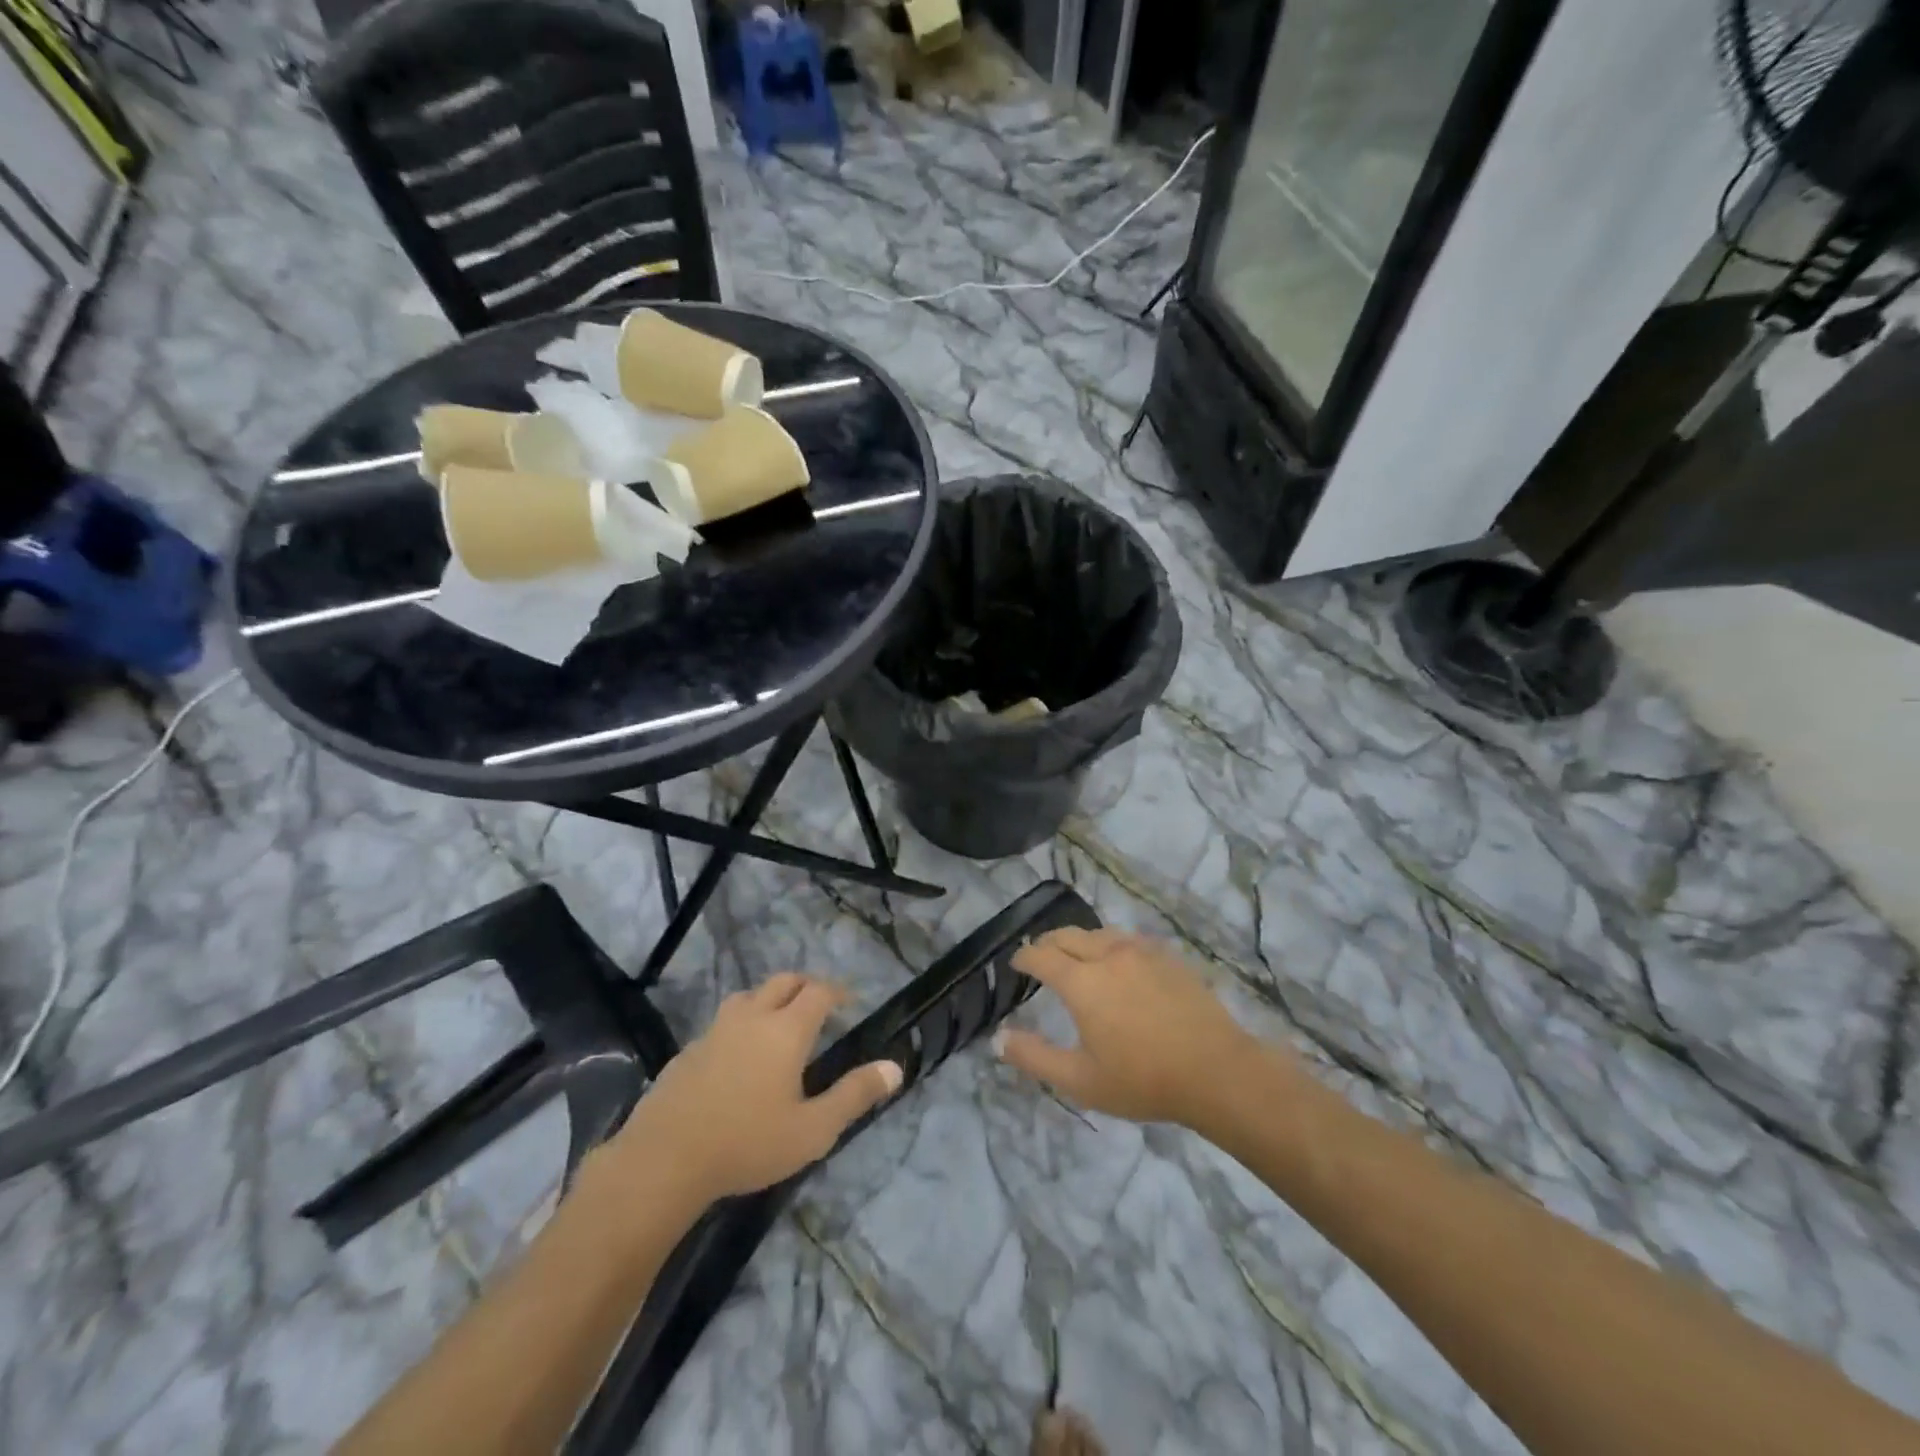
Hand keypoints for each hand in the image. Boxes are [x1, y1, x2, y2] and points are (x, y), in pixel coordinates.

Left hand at [607, 974, 901, 1204]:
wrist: (665, 1161)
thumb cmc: (748, 1143)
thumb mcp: (813, 1129)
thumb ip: (855, 1095)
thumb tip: (895, 1068)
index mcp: (786, 1030)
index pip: (819, 992)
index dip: (838, 992)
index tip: (850, 1002)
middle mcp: (752, 1018)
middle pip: (783, 982)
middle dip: (805, 986)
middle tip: (819, 1005)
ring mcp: (716, 1031)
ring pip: (748, 996)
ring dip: (769, 1000)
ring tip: (778, 1023)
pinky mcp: (689, 1051)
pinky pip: (722, 1023)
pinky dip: (740, 1025)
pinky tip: (737, 1056)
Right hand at [996, 928, 1263, 1127]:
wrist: (1217, 1071)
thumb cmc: (1143, 1080)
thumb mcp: (1080, 1080)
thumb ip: (1034, 1057)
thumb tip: (998, 1039)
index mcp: (1082, 982)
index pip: (1041, 956)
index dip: (1024, 957)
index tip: (1016, 963)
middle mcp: (1108, 955)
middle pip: (1068, 936)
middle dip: (1047, 943)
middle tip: (1040, 957)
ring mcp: (1141, 952)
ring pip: (1099, 933)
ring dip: (1079, 941)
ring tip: (1076, 956)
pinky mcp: (1168, 956)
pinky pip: (1128, 940)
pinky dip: (1110, 944)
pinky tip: (1118, 961)